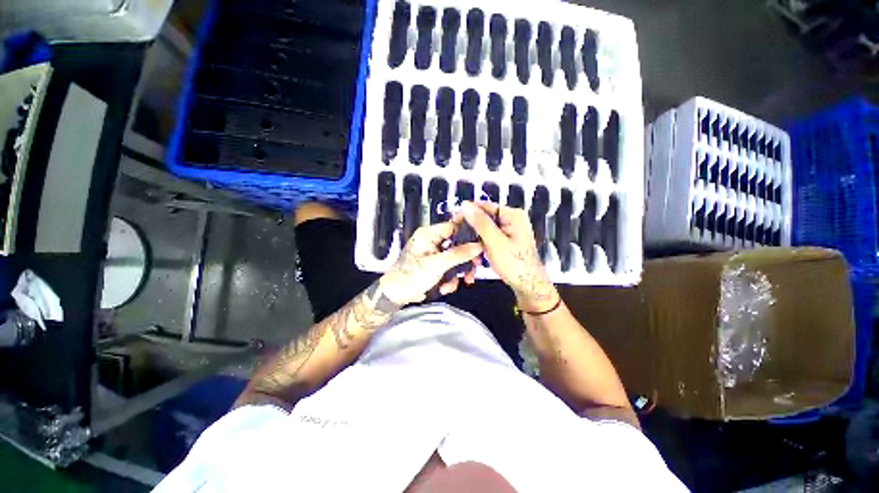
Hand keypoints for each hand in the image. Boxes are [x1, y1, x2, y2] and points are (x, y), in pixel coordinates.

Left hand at [379, 222, 482, 305]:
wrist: (396, 296)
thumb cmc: (411, 276)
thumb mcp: (436, 265)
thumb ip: (458, 254)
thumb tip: (478, 246)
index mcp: (429, 234)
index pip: (453, 226)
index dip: (468, 234)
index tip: (481, 243)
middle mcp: (432, 242)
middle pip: (457, 244)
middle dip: (465, 259)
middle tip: (474, 267)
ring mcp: (434, 255)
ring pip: (455, 258)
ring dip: (458, 272)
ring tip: (459, 283)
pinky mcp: (435, 266)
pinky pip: (449, 268)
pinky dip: (450, 279)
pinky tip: (445, 288)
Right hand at [461, 201, 558, 312]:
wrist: (527, 285)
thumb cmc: (514, 264)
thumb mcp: (494, 241)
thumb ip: (480, 222)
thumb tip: (466, 205)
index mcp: (513, 215)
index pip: (485, 206)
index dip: (469, 213)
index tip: (455, 222)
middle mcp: (512, 220)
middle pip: (484, 219)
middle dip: (472, 232)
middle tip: (460, 241)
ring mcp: (509, 231)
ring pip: (484, 231)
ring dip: (475, 243)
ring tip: (471, 255)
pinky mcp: (505, 242)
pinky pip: (488, 240)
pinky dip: (481, 248)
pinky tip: (477, 259)